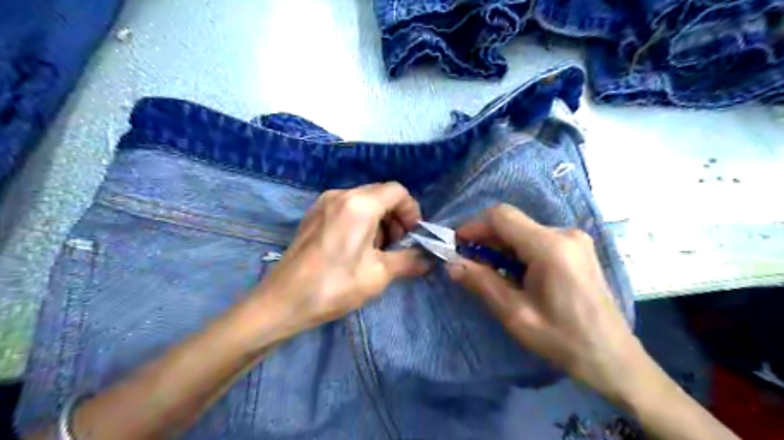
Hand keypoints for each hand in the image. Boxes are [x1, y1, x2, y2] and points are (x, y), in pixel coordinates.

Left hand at [254, 183, 428, 336]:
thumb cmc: (334, 286)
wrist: (282, 301)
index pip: (397, 191)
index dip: (412, 211)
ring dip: (379, 221)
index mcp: (360, 204)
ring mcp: (324, 203)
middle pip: (380, 194)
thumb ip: (409, 261)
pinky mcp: (313, 215)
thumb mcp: (379, 274)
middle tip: (397, 246)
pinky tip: (356, 248)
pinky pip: (346, 208)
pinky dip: (361, 221)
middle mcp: (341, 195)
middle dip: (396, 217)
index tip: (413, 235)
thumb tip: (428, 259)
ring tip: (377, 251)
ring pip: (363, 201)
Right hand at [446, 203, 650, 401]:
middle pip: (513, 223)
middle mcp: (565, 234)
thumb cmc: (562, 339)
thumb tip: (451, 264)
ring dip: (501, 247)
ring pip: (524, 231)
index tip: (456, 245)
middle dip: (486, 239)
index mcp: (550, 247)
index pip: (501, 217)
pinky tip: (515, 274)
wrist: (612, 357)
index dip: (473, 225)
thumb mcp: (514, 314)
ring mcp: (574, 240)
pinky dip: (518, 251)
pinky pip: (538, 239)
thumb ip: (481, 283)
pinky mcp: (577, 248)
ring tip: (490, 273)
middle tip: (469, 263)